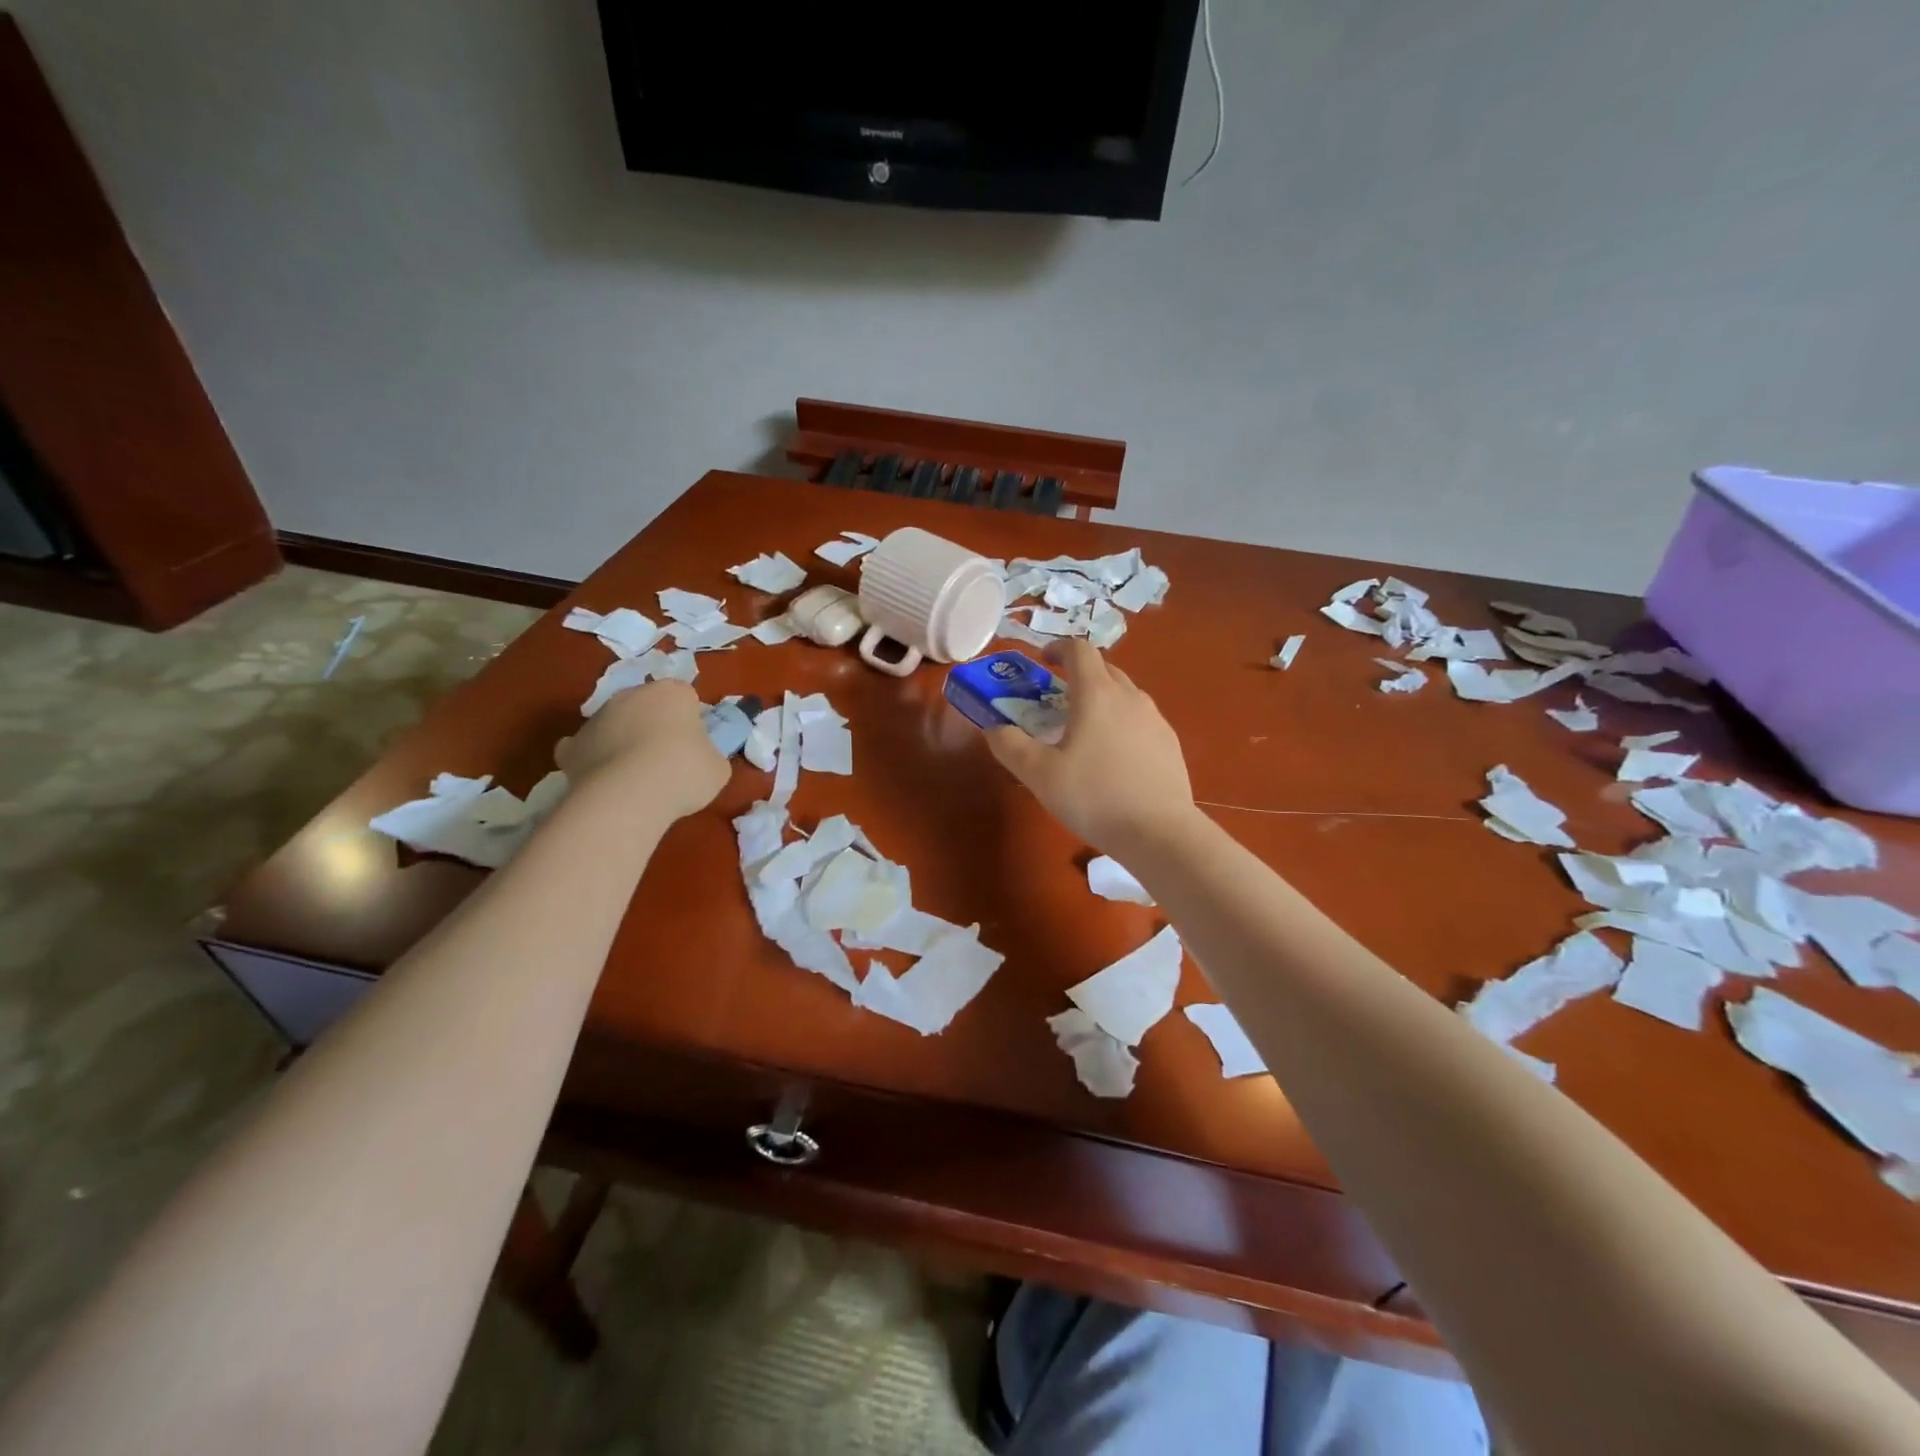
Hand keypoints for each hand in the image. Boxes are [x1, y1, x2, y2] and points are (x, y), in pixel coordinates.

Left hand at [555, 681, 728, 820]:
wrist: (627, 797)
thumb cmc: (682, 773)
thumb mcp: (717, 767)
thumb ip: (708, 754)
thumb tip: (698, 757)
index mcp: (672, 693)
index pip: (686, 698)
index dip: (692, 720)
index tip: (696, 744)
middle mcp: (631, 695)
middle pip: (647, 705)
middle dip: (655, 724)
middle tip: (667, 757)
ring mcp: (597, 718)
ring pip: (615, 724)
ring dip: (624, 740)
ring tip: (635, 774)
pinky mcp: (572, 745)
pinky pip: (585, 747)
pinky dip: (592, 758)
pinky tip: (603, 777)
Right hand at [985, 639, 1197, 854]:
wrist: (1159, 833)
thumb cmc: (1094, 797)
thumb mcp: (1039, 775)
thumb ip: (1010, 746)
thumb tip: (994, 728)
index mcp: (1096, 694)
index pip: (1079, 649)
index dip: (1058, 649)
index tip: (1042, 662)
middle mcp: (1130, 697)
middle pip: (1104, 669)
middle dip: (1078, 675)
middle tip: (1056, 700)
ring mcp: (1155, 719)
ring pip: (1124, 695)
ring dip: (1101, 700)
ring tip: (1083, 731)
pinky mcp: (1170, 744)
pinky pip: (1140, 720)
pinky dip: (1121, 724)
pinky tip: (1113, 758)